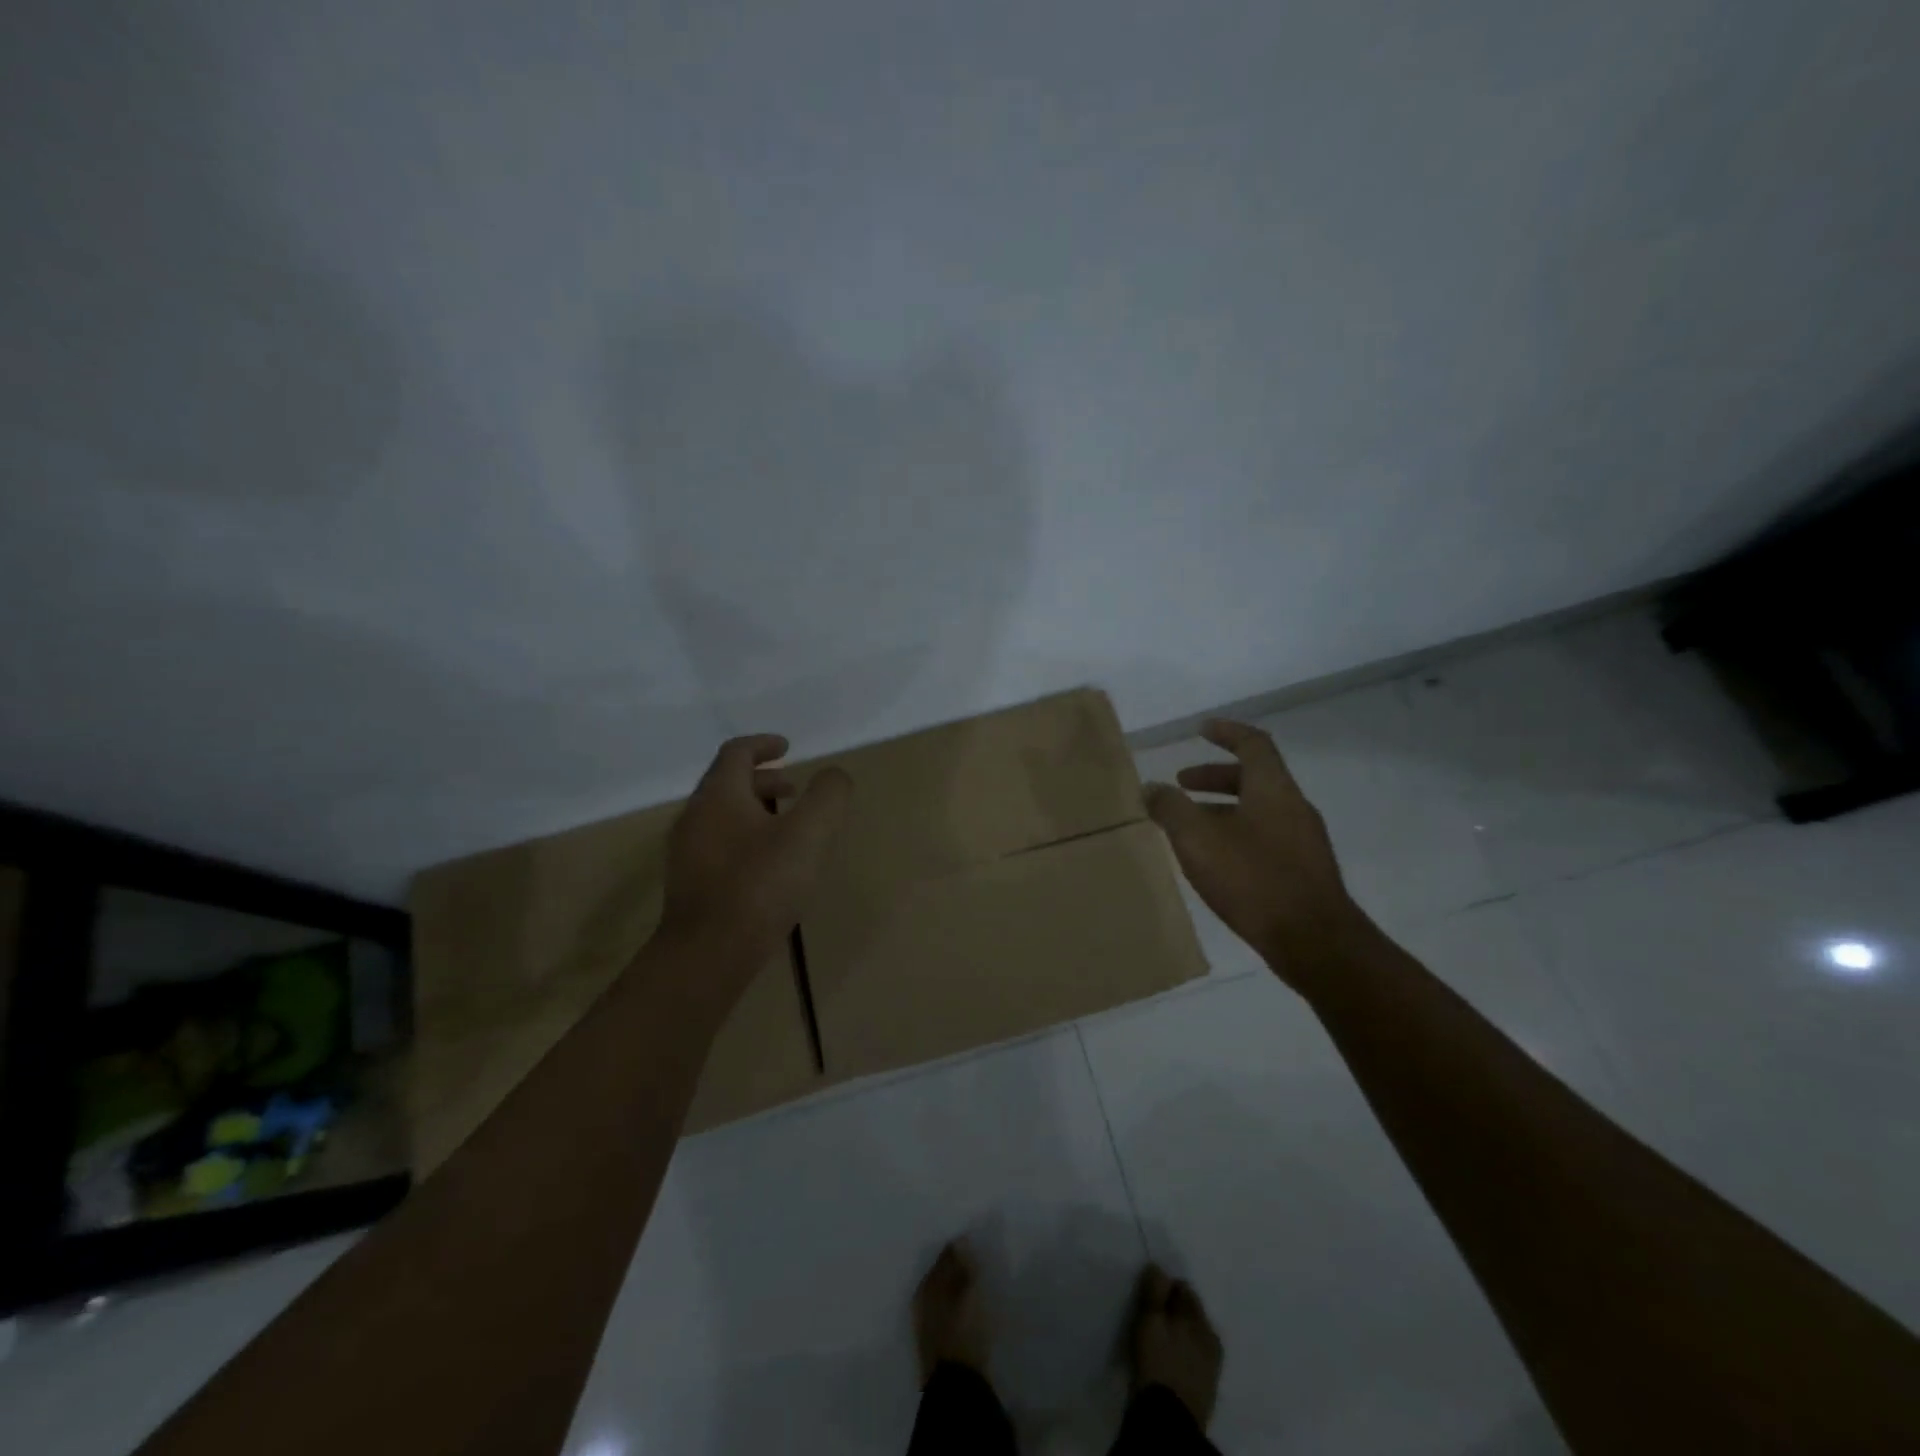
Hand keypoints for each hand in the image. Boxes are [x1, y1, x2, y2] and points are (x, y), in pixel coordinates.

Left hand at [659, 734, 851, 973]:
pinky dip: (744, 837)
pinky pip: (718, 844)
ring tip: (787, 828)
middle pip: (727, 783)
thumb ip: (828, 796)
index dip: (763, 744)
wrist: (708, 954)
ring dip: (754, 810)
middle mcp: (695, 816)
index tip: (788, 747)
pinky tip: (767, 866)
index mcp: (719, 795)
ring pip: (722, 816)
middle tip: (795, 788)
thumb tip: (834, 776)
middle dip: (763, 779)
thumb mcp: (809, 834)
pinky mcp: (689, 884)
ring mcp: (686, 852)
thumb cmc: (760, 884)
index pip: (737, 753)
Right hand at [1132, 1265, 1223, 1428]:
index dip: (1164, 1288)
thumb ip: (1155, 1291)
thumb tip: (1158, 1267)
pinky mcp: (1205, 1389)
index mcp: (1200, 1320)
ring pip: (1192, 1337)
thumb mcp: (1150, 1320)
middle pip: (1190, 1312)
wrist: (1169, 1423)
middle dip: (1173, 1310)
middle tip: (1151, 1318)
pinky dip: (1180, 1354)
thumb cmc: (1157, 1363)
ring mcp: (1211, 1367)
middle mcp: (1211, 1339)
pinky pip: (1192, 1359)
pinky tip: (1167, 1362)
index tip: (1148, 1297)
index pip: (1183, 1288)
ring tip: (1158, 1341)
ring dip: (1178, 1334)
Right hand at [1143, 718, 1365, 984]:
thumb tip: (1151, 788)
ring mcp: (1303, 841)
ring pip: (1258, 809)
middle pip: (1254, 777)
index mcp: (1273, 789)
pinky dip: (1236, 833)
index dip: (1227, 732)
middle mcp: (1293, 807)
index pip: (1253, 743)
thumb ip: (1171, 809)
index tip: (1201, 730)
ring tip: (1189, 826)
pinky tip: (1215, 861)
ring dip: (1222, 808)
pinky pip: (1265, 836)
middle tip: (1181, 785)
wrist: (1314, 941)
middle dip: (1213, 777)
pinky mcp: (1304, 871)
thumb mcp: (1198, 839)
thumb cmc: (1253, 878)